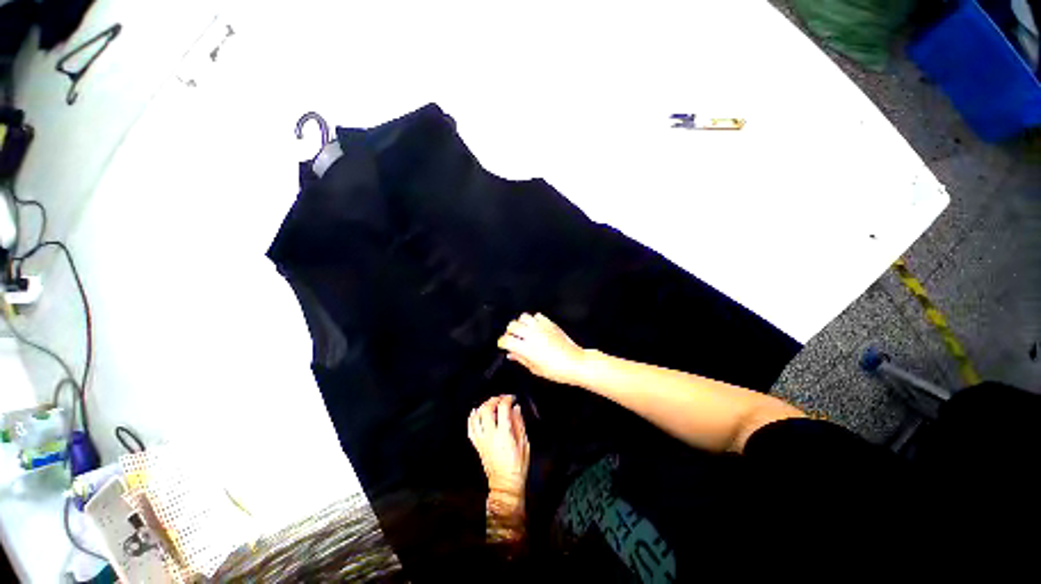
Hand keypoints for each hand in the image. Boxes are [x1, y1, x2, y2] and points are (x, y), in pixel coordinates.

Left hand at [467, 395, 529, 517]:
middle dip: (494, 400)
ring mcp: (481, 440)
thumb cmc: (517, 466)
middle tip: (501, 398)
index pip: (502, 408)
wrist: (505, 485)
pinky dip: (472, 418)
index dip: (507, 399)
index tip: (512, 398)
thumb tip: (516, 408)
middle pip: (486, 409)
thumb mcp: (524, 443)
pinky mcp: (477, 445)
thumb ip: (519, 423)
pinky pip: (470, 428)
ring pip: (476, 417)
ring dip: (483, 406)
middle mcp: (490, 435)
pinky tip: (475, 412)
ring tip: (490, 403)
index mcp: (504, 434)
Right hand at [497, 313, 587, 385]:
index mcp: (526, 348)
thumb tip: (511, 354)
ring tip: (523, 331)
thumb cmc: (557, 370)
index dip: (502, 342)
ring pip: (524, 317)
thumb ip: (521, 359)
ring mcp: (541, 327)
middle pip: (512, 325)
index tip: (503, 345)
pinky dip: (533, 320)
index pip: (506, 340)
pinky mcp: (550, 324)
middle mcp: (532, 335)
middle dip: (509, 332)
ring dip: (521, 323)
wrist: (574, 363)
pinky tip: (535, 327)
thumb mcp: (535, 369)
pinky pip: (537, 315)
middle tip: (512, 338)